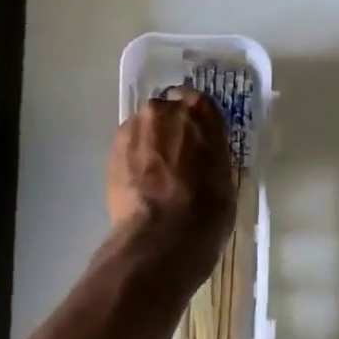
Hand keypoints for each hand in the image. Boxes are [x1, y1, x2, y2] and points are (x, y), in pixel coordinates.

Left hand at [105, 88, 236, 282]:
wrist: (162, 235)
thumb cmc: (207, 210)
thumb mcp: (225, 179)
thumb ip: (211, 158)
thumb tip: (202, 161)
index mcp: (201, 112)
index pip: (199, 104)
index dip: (197, 124)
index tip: (197, 140)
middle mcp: (166, 110)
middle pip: (167, 112)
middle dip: (170, 130)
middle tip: (176, 159)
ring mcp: (135, 127)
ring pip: (144, 128)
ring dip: (149, 144)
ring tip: (154, 175)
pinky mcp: (113, 148)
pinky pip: (127, 146)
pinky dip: (133, 158)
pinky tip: (140, 183)